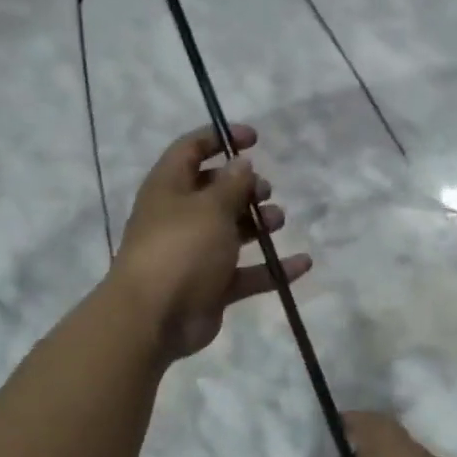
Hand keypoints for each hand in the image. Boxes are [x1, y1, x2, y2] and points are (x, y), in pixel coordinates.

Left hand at [110, 123, 311, 363]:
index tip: (254, 139)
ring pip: (232, 231)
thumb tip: (242, 163)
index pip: (190, 150)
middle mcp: (180, 217)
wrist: (154, 319)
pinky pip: (247, 273)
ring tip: (277, 220)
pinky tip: (303, 263)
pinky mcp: (212, 287)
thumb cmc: (180, 249)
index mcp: (169, 188)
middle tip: (264, 191)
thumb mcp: (209, 208)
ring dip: (258, 223)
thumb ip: (231, 185)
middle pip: (214, 192)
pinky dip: (273, 268)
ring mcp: (196, 254)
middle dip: (243, 186)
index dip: (219, 138)